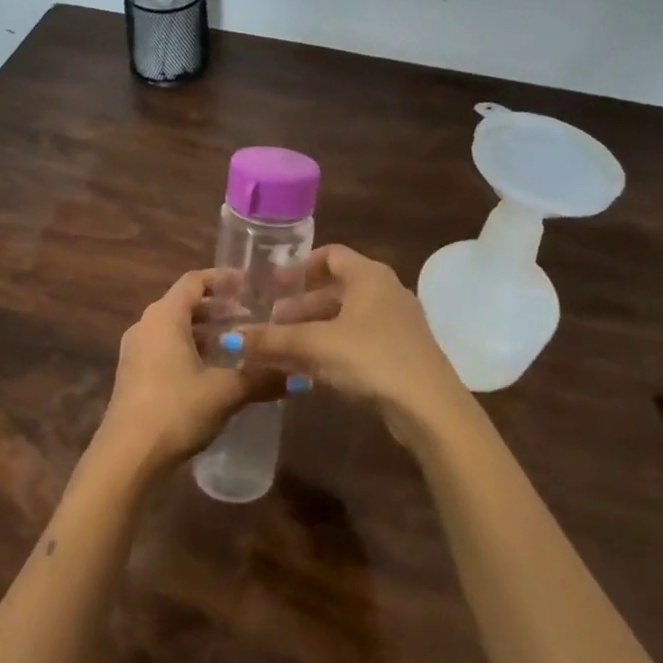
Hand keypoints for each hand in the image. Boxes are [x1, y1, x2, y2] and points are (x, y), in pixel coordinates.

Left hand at [95, 269, 285, 479]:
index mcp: (164, 316)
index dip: (223, 279)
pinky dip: (190, 350)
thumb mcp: (226, 392)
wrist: (128, 456)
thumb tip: (300, 376)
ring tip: (238, 344)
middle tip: (252, 317)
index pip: (194, 281)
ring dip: (205, 332)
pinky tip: (214, 371)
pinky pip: (165, 349)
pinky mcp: (133, 375)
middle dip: (218, 309)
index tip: (250, 285)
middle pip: (184, 304)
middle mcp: (146, 325)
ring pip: (175, 329)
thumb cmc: (176, 409)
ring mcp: (135, 351)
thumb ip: (262, 378)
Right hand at [238, 245, 468, 443]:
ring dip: (313, 331)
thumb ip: (273, 340)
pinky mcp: (401, 354)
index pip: (331, 255)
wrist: (429, 408)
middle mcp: (386, 292)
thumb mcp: (315, 346)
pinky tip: (310, 372)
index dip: (300, 267)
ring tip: (284, 350)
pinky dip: (332, 349)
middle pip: (336, 289)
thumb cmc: (370, 358)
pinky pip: (358, 341)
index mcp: (369, 276)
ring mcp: (397, 324)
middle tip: (272, 323)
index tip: (274, 285)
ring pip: (345, 319)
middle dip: (301, 306)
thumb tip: (233, 339)